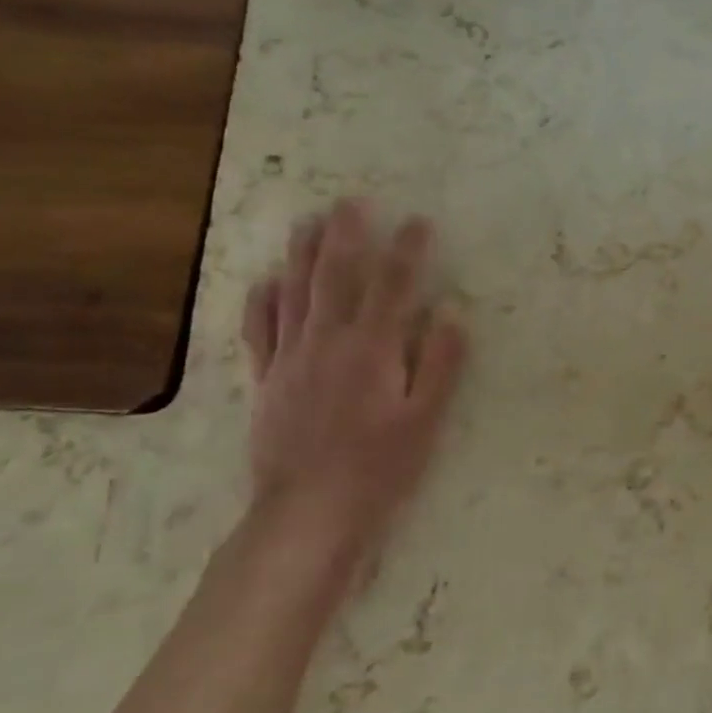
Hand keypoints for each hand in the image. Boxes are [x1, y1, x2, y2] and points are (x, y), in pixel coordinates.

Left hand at [239, 199, 467, 571]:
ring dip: (303, 254)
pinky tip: (266, 281)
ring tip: (309, 221)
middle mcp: (327, 342)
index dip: (407, 251)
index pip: (393, 287)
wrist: (308, 511)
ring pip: (295, 293)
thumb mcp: (425, 420)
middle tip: (352, 201)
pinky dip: (263, 301)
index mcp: (372, 350)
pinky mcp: (267, 380)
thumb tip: (451, 313)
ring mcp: (290, 359)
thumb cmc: (379, 467)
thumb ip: (439, 364)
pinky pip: (260, 330)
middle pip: (336, 277)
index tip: (419, 222)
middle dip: (347, 236)